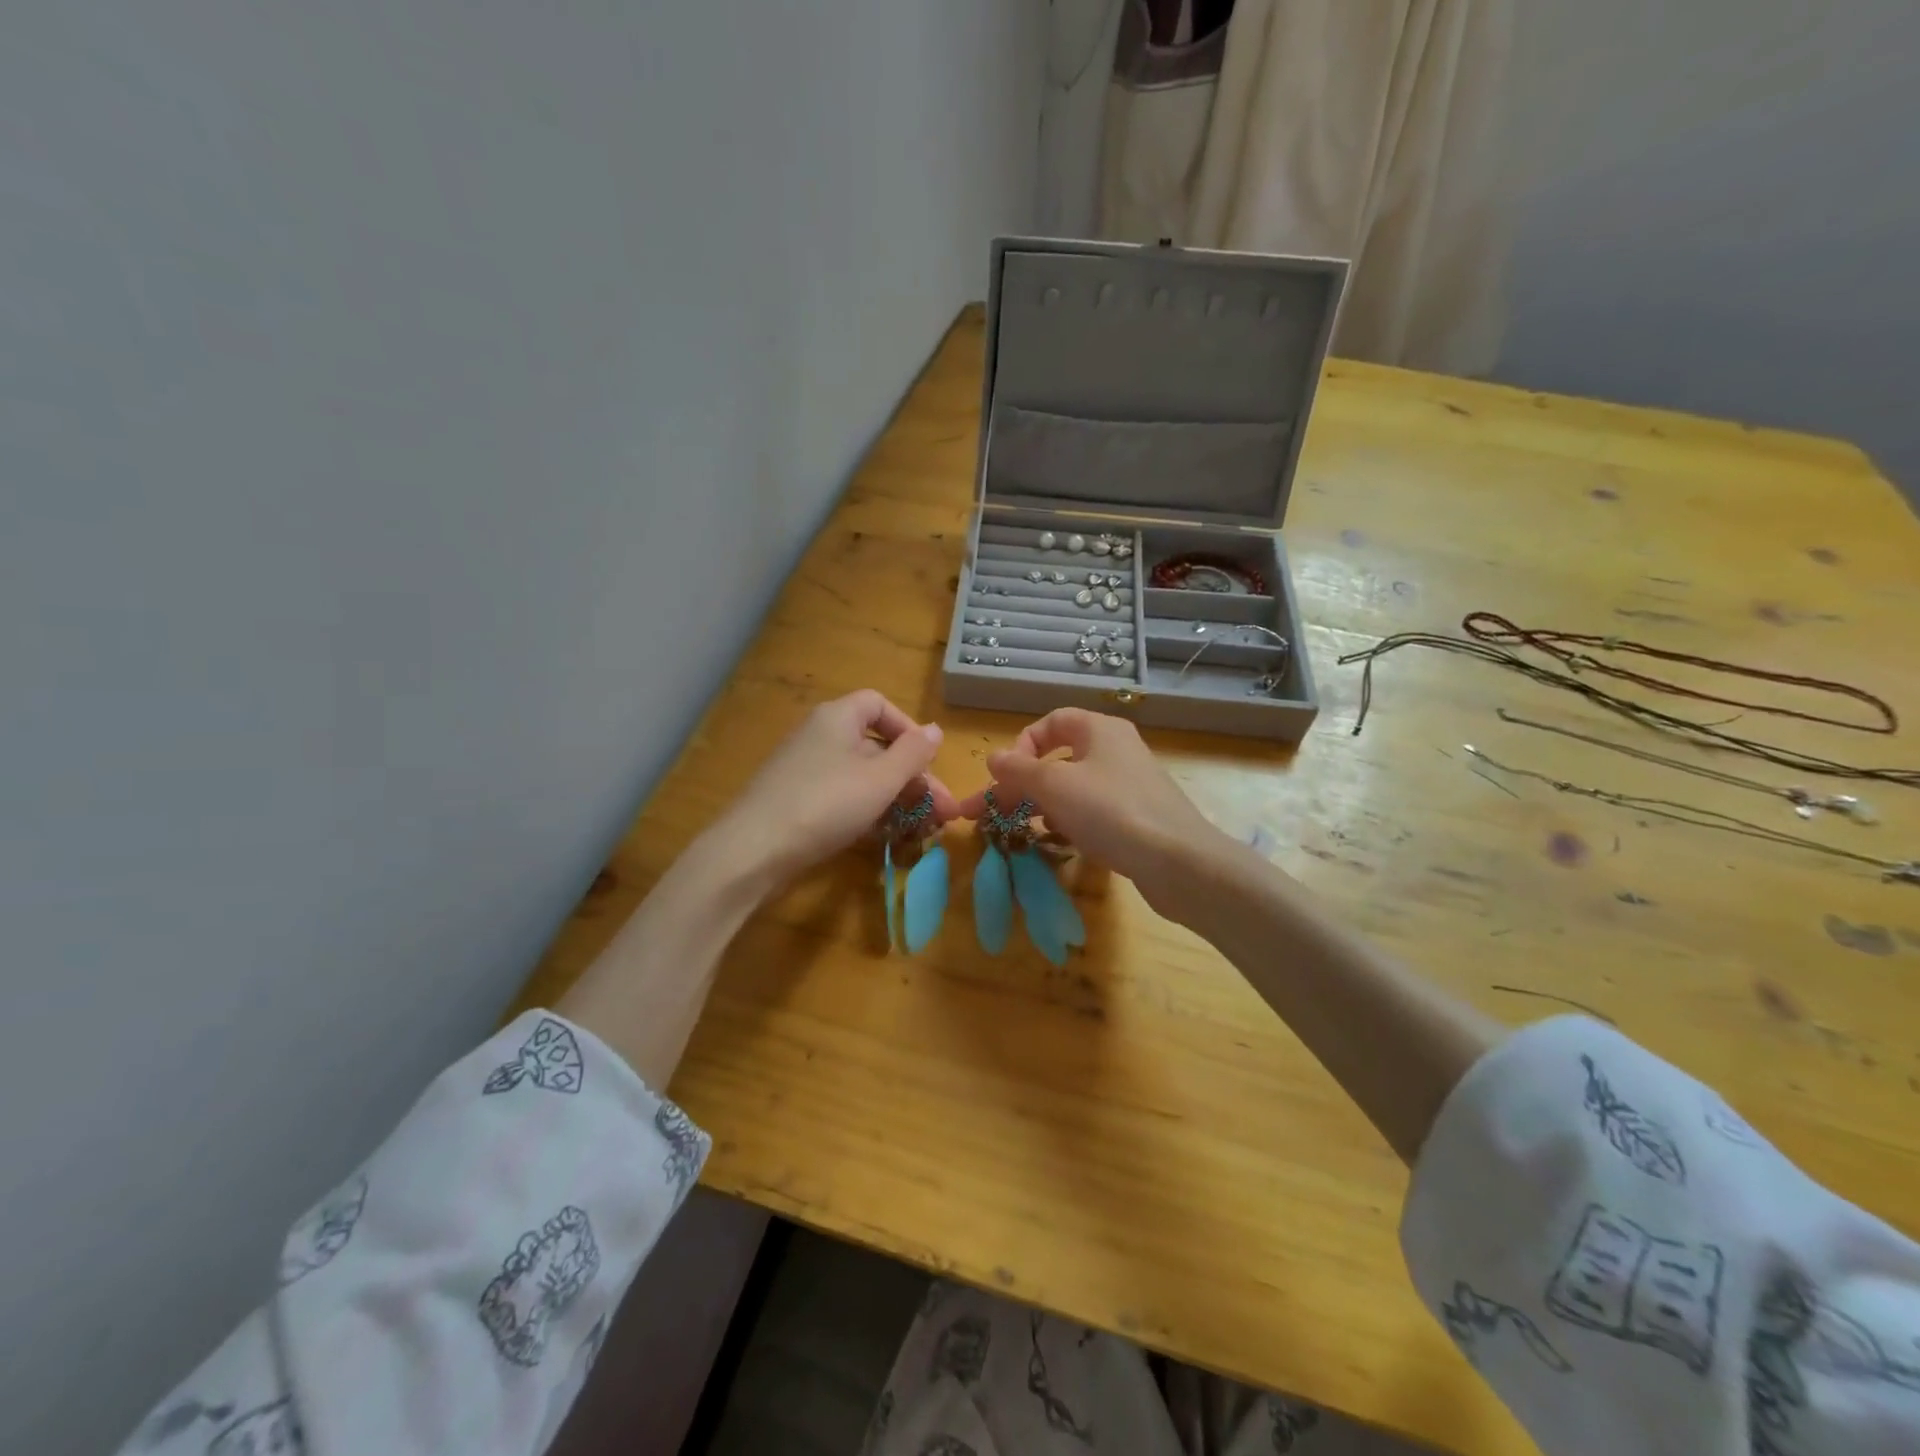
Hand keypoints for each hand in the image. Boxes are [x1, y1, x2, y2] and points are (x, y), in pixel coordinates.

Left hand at [709, 690, 957, 887]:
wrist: (753, 850)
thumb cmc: (826, 804)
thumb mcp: (880, 779)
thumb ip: (913, 753)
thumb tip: (935, 729)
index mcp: (838, 718)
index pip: (879, 705)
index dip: (909, 729)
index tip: (929, 761)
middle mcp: (819, 736)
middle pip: (875, 746)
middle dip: (912, 778)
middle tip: (942, 812)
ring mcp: (804, 770)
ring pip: (860, 776)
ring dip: (894, 799)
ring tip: (923, 829)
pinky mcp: (795, 801)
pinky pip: (840, 797)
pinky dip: (866, 812)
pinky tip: (884, 837)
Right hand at [959, 709, 1225, 902]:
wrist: (1178, 862)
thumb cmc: (1110, 812)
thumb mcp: (1054, 786)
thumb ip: (1018, 770)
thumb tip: (994, 758)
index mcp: (1099, 729)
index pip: (1051, 722)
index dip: (1022, 745)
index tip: (1004, 776)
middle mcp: (1116, 749)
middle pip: (1058, 759)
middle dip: (1021, 785)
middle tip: (989, 814)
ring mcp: (1130, 784)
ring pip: (1074, 788)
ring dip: (1043, 805)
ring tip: (1022, 829)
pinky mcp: (1138, 816)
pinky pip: (1094, 811)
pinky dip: (1071, 821)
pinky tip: (1061, 841)